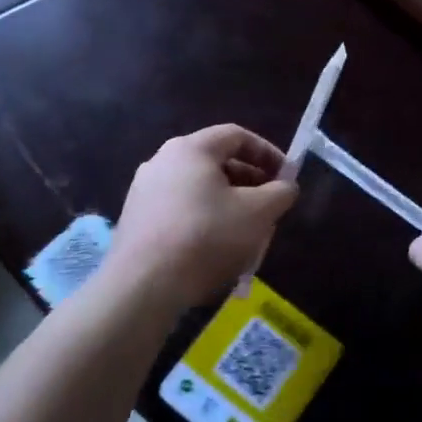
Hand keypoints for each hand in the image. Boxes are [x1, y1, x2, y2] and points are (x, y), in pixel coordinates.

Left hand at [107, 125, 298, 307]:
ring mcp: (144, 191)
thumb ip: (281, 192)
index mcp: (191, 149)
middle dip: (249, 181)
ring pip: (198, 188)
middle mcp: (163, 160)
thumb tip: (286, 186)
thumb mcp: (259, 213)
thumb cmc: (206, 237)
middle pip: (216, 161)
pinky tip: (215, 248)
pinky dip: (204, 219)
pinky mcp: (136, 219)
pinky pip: (180, 209)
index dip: (268, 153)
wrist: (142, 286)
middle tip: (269, 205)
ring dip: (228, 203)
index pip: (237, 136)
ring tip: (246, 231)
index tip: (286, 177)